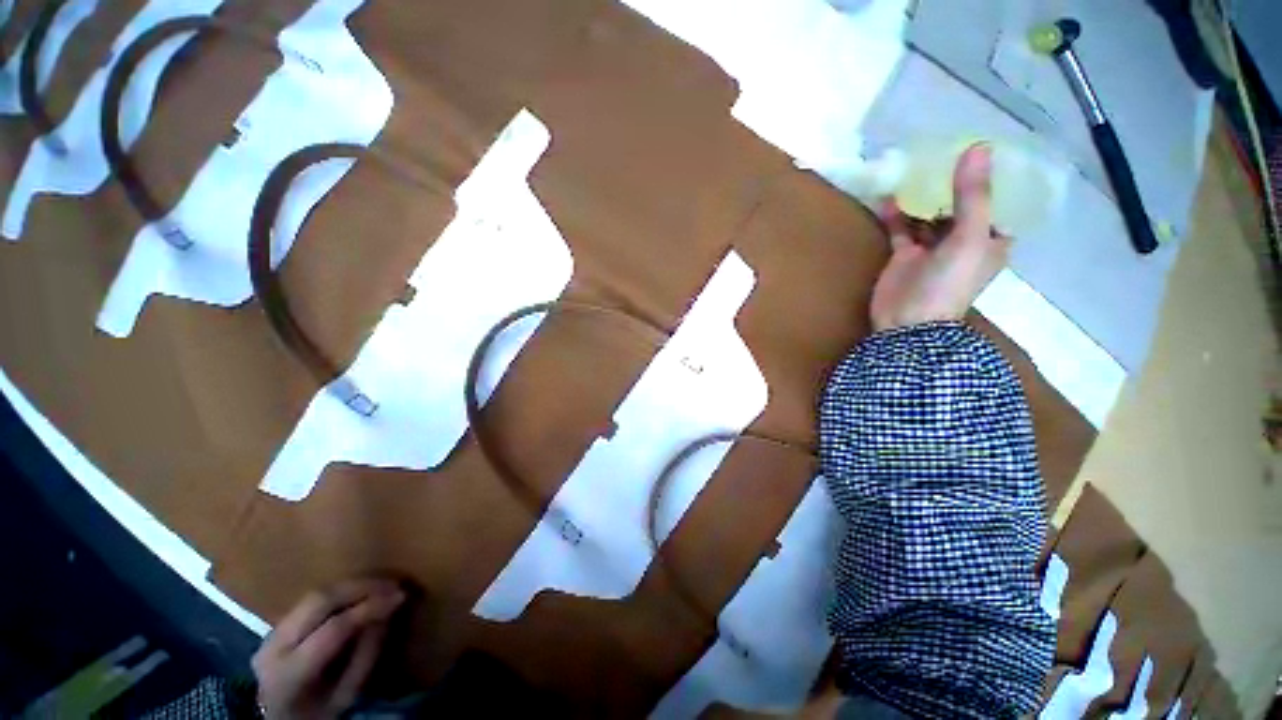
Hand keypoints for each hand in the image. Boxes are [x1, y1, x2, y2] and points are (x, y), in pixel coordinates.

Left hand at [253, 579, 405, 719]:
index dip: (369, 608)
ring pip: (316, 594)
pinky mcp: (277, 624)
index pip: (333, 629)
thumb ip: (366, 654)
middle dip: (361, 587)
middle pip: (320, 601)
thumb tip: (387, 612)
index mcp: (290, 673)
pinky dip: (341, 592)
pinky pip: (312, 600)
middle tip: (393, 583)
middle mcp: (274, 646)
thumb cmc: (319, 713)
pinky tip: (361, 592)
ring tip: (382, 584)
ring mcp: (271, 632)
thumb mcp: (347, 694)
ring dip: (353, 585)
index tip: (401, 596)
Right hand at [870, 144, 1008, 331]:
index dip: (997, 177)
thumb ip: (972, 195)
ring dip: (924, 196)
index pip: (1001, 202)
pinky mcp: (905, 256)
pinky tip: (889, 196)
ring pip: (931, 215)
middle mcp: (965, 242)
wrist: (906, 322)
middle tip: (946, 150)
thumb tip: (978, 146)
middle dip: (956, 181)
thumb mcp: (969, 237)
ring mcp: (933, 249)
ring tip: (916, 167)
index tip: (986, 149)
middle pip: (963, 205)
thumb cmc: (948, 283)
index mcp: (992, 240)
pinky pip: (902, 229)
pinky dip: (896, 214)